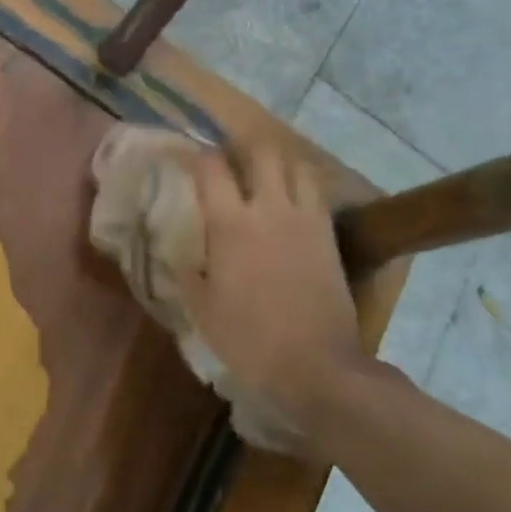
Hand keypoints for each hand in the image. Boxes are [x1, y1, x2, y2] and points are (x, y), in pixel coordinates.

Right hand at [187, 142, 364, 439]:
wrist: (318, 366)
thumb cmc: (250, 340)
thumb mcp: (203, 309)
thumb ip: (189, 272)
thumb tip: (181, 253)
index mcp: (230, 224)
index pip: (211, 167)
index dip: (197, 156)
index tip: (188, 161)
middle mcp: (269, 209)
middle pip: (261, 151)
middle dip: (242, 145)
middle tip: (230, 158)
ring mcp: (304, 219)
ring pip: (295, 164)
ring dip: (277, 161)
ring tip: (264, 172)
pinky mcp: (329, 235)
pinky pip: (316, 192)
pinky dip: (301, 184)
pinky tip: (291, 199)